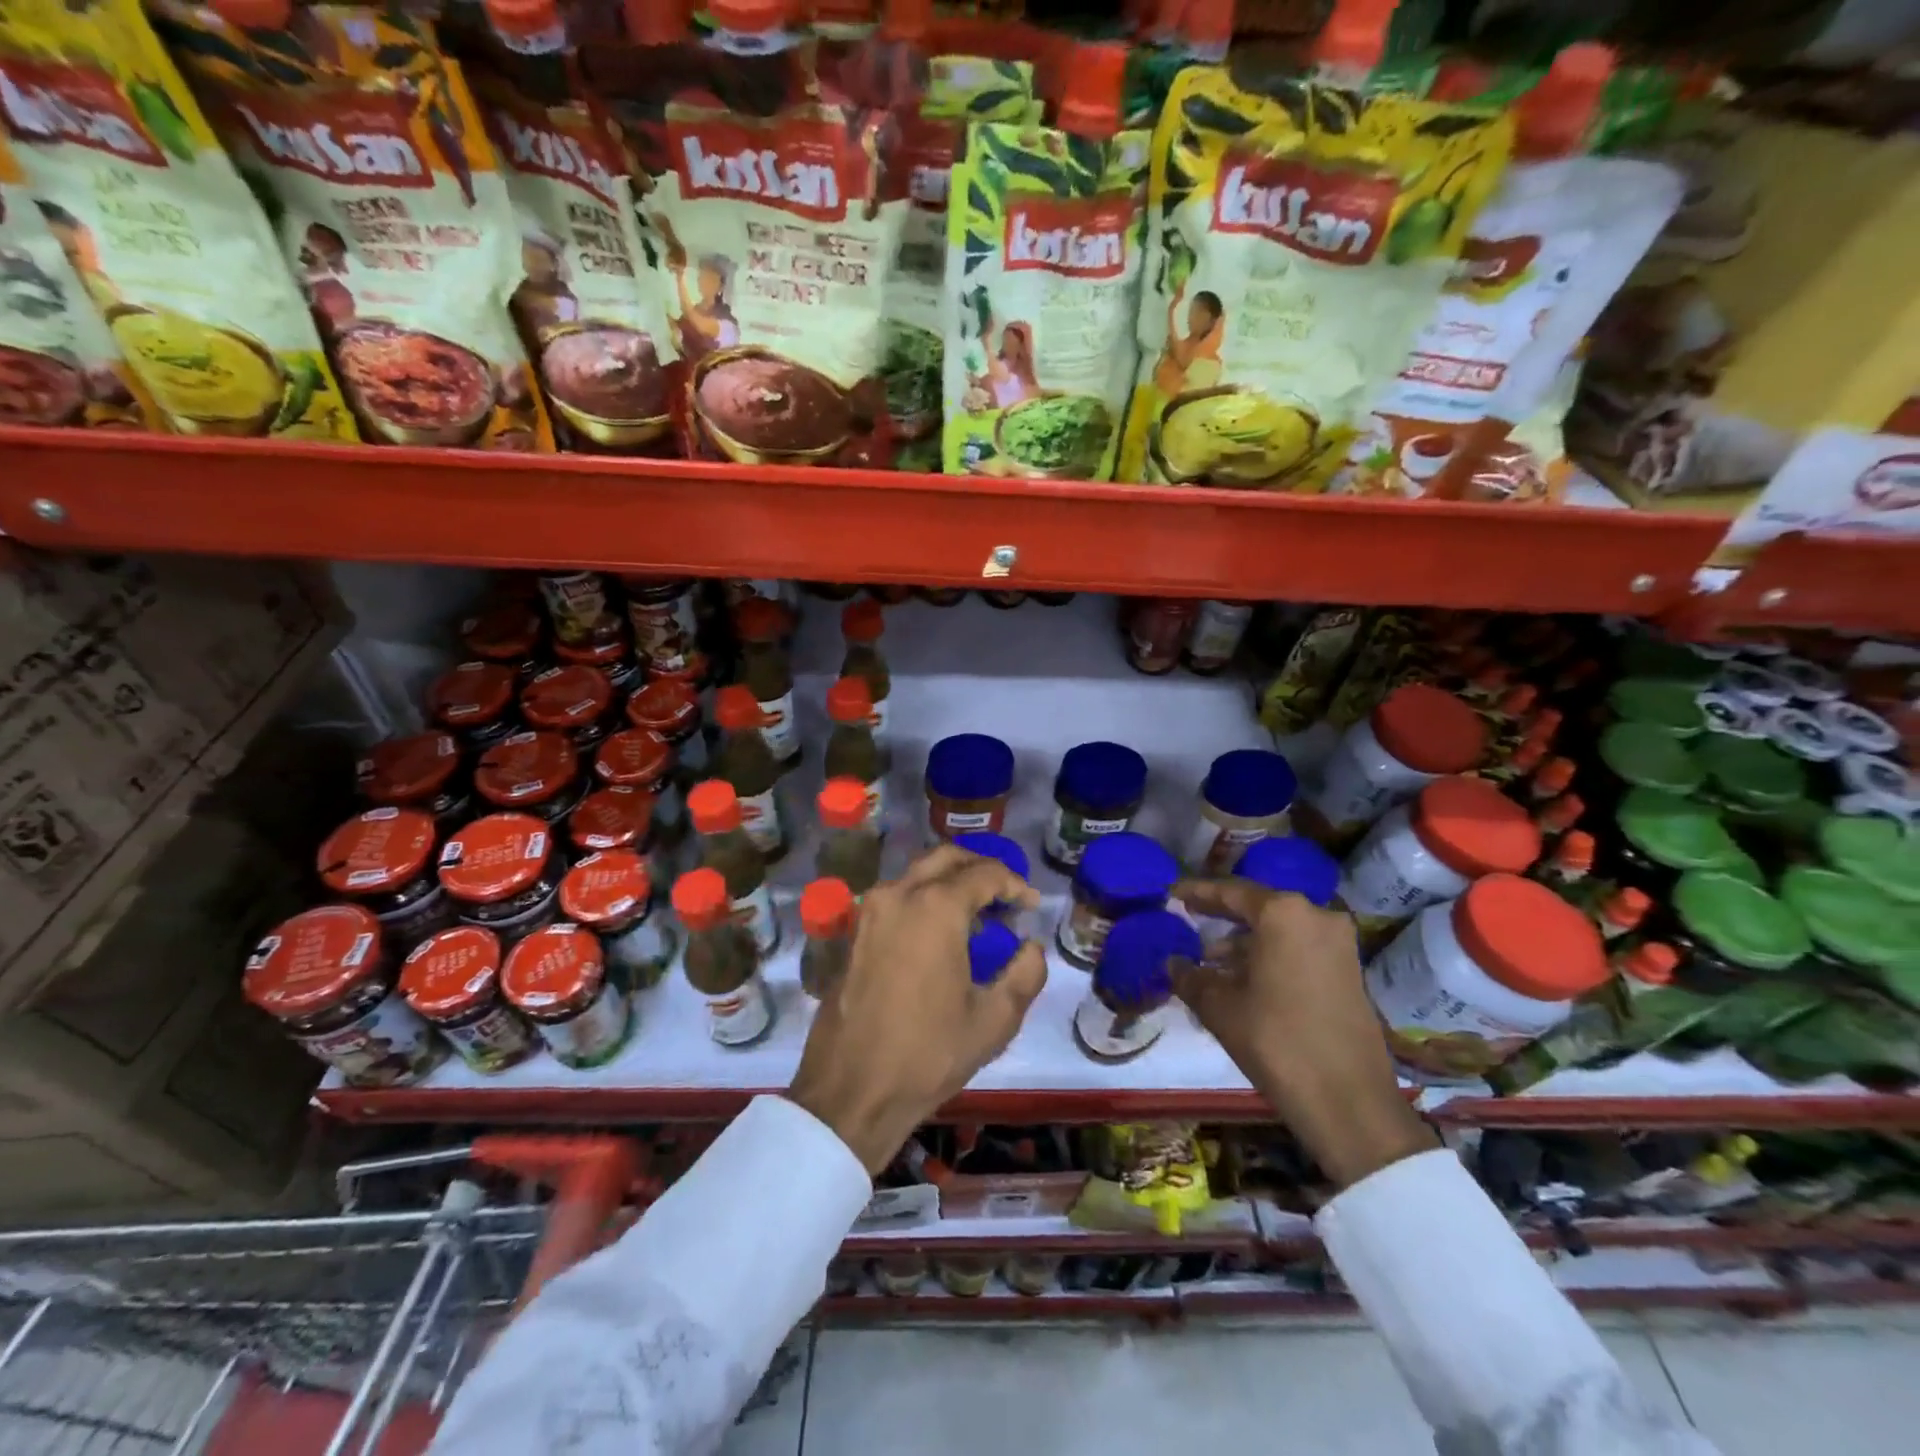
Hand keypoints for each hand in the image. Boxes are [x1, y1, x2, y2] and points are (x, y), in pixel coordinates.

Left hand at [788, 846, 1046, 1173]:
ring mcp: (870, 911)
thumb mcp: (994, 1020)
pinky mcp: (854, 932)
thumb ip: (1025, 973)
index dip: (1014, 885)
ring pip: (917, 874)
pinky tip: (940, 934)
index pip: (984, 873)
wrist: (851, 1091)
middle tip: (1004, 896)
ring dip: (950, 882)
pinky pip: (897, 897)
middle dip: (980, 868)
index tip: (1031, 906)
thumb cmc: (928, 1053)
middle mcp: (898, 894)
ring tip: (976, 916)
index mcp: (935, 907)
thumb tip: (1031, 947)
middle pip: (946, 858)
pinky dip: (924, 899)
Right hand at [1174, 879, 1435, 1188]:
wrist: (1350, 1102)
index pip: (1231, 891)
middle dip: (1222, 916)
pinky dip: (1269, 957)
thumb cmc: (1276, 1041)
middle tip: (1188, 917)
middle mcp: (1316, 917)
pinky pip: (1298, 951)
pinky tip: (1241, 980)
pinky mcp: (1349, 973)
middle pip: (1258, 908)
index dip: (1197, 891)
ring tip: (1208, 962)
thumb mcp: (1220, 1007)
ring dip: (1244, 943)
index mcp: (1284, 913)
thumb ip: (1191, 977)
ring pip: (1279, 932)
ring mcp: (1339, 945)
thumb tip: (1172, 963)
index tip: (1171, 891)